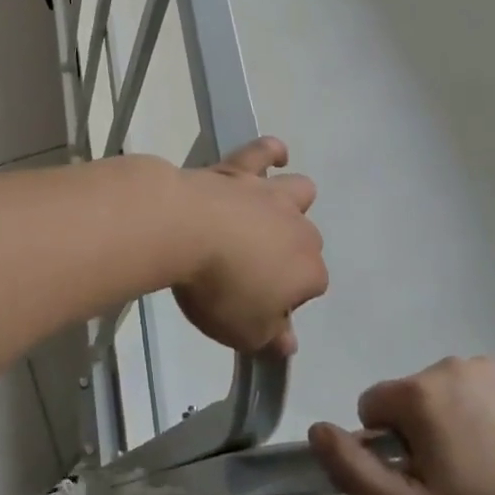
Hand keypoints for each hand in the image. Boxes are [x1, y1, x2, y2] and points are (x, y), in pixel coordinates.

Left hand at [172, 137, 325, 357]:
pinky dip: (271, 153)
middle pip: (306, 242)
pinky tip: (274, 157)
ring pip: (300, 192)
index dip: (286, 300)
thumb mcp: (244, 331)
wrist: (183, 229)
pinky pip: (265, 151)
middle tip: (251, 270)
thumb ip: (270, 338)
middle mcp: (299, 228)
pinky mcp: (241, 168)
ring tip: (268, 215)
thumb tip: (289, 343)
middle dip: (288, 255)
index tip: (257, 307)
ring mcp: (271, 194)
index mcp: (308, 271)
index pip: (311, 288)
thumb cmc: (218, 288)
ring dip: (290, 204)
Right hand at [309, 357, 494, 494]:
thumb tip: (316, 429)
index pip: (374, 407)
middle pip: (415, 397)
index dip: (390, 447)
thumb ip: (353, 470)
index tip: (424, 479)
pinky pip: (493, 387)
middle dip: (426, 431)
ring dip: (460, 419)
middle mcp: (450, 365)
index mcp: (418, 394)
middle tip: (461, 480)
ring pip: (454, 391)